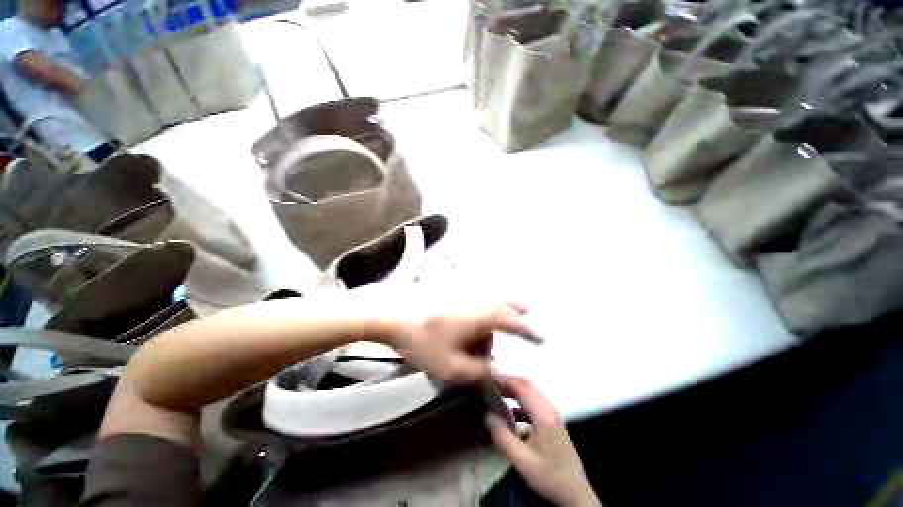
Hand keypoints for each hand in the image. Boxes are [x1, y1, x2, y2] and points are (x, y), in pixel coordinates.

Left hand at [382, 299, 540, 382]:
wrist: (392, 313)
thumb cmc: (421, 340)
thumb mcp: (450, 367)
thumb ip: (477, 372)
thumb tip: (492, 370)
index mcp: (481, 316)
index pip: (514, 322)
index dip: (529, 331)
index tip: (540, 338)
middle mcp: (477, 299)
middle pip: (505, 302)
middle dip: (517, 311)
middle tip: (525, 317)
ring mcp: (463, 290)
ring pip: (491, 296)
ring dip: (500, 307)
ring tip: (501, 318)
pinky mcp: (451, 287)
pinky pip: (477, 293)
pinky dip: (485, 300)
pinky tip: (478, 308)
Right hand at [487, 376, 600, 506]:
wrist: (575, 494)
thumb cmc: (549, 477)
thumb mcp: (522, 460)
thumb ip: (503, 436)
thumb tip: (488, 415)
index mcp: (544, 415)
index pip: (523, 386)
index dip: (505, 379)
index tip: (488, 378)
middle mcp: (550, 409)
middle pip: (527, 386)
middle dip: (508, 382)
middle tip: (489, 385)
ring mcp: (553, 415)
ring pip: (531, 394)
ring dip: (514, 391)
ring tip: (496, 394)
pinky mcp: (553, 422)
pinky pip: (534, 404)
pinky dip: (520, 401)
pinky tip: (510, 412)